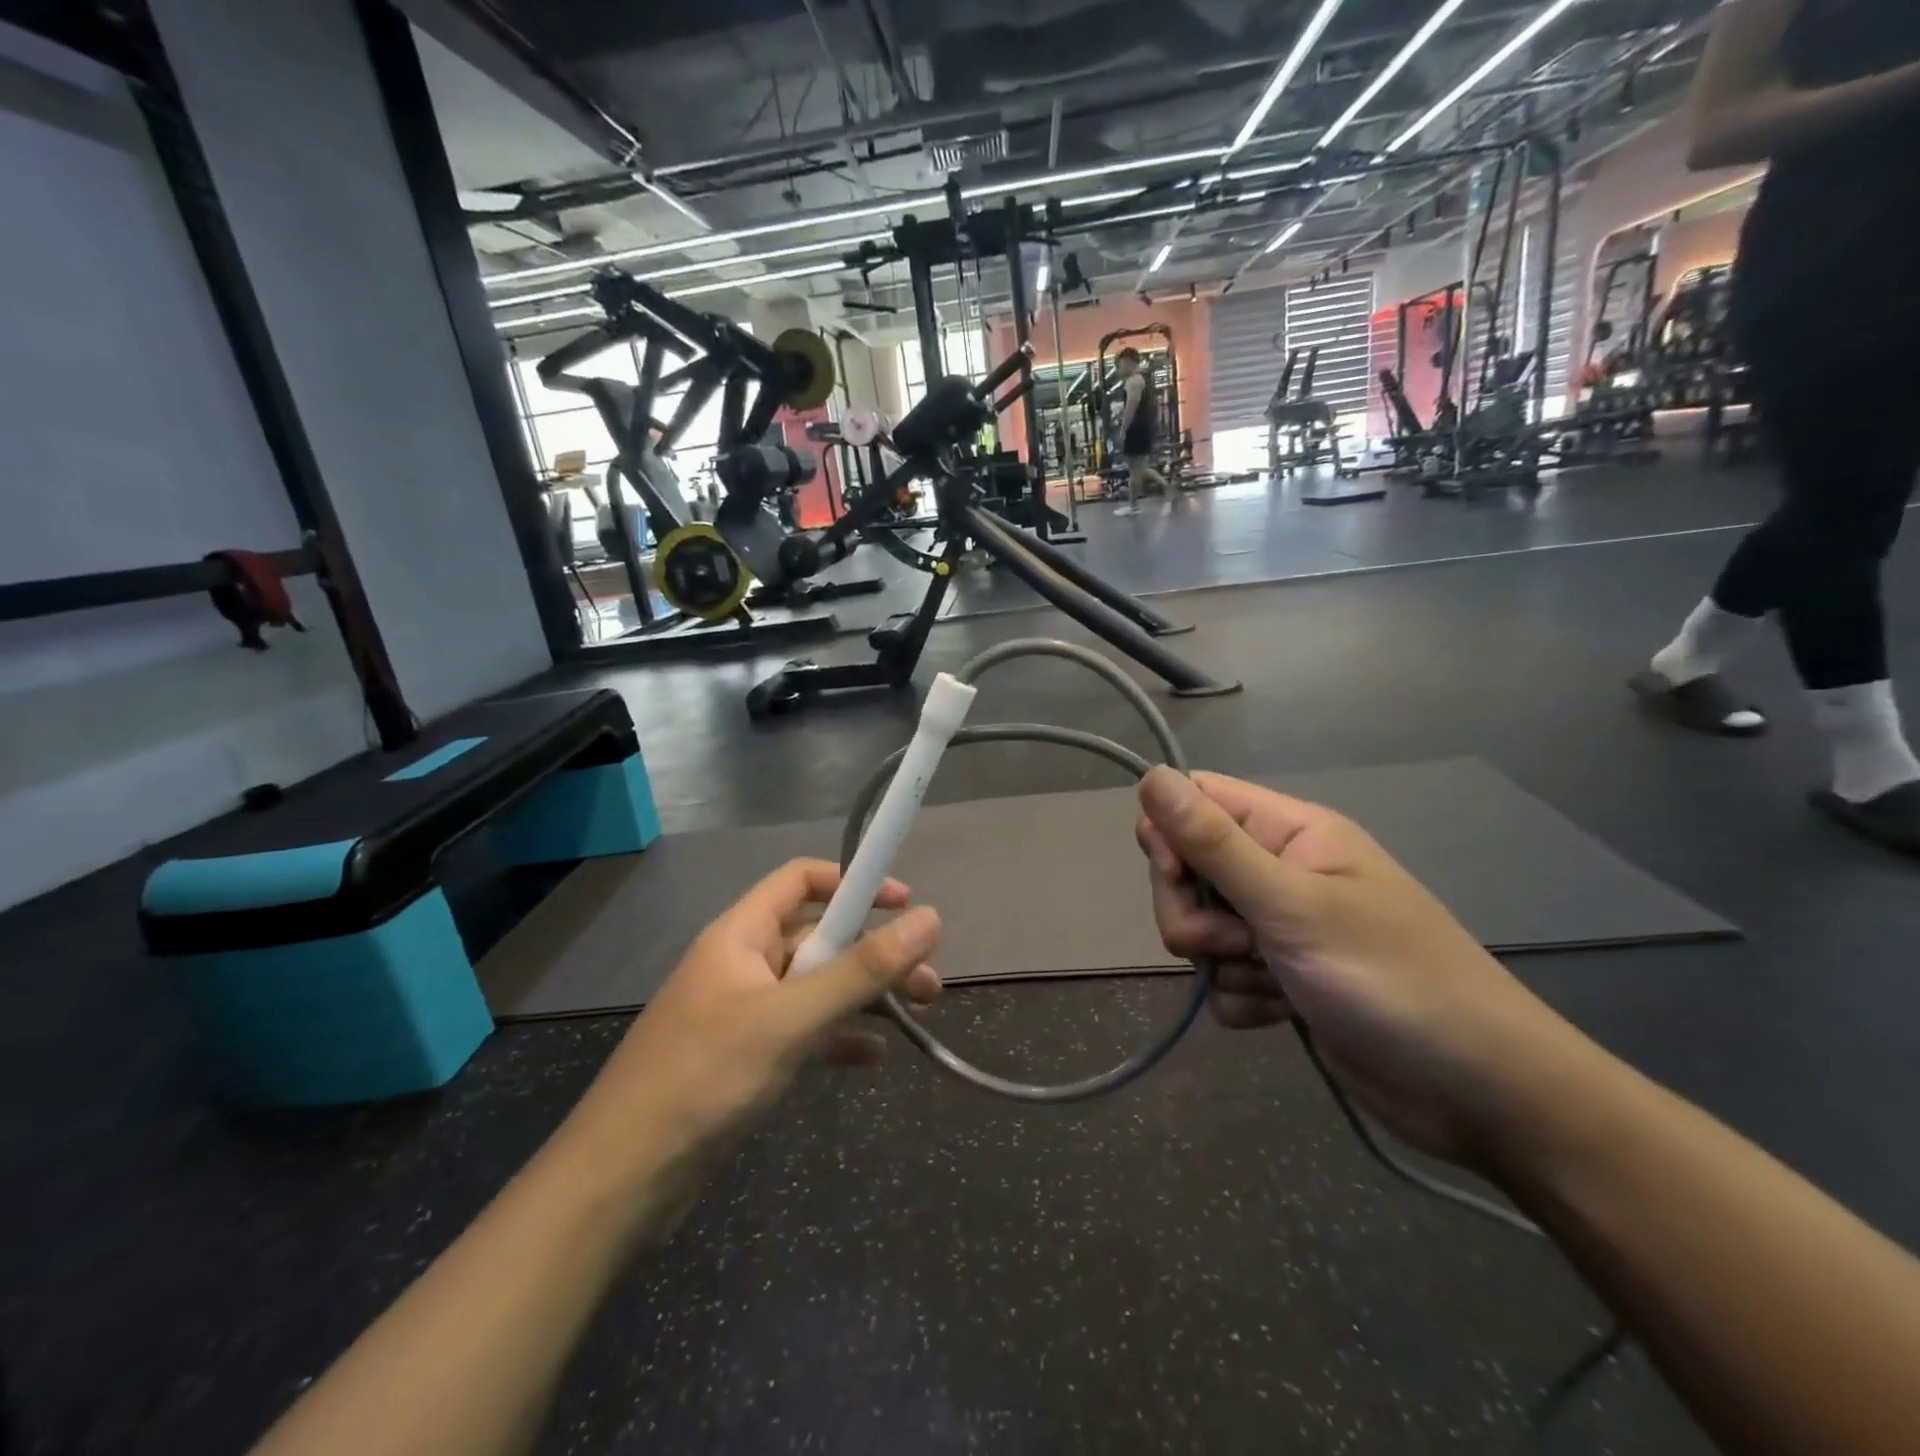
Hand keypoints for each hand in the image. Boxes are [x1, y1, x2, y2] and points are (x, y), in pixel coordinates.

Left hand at [558, 859, 941, 1191]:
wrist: (621, 1182)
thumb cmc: (706, 1078)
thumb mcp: (791, 1019)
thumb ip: (862, 969)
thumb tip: (930, 918)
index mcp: (740, 936)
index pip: (800, 880)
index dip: (853, 882)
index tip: (903, 903)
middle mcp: (742, 964)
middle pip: (819, 938)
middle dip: (874, 953)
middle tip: (928, 982)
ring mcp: (743, 1013)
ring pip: (816, 988)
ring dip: (866, 996)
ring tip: (919, 1014)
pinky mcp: (746, 1059)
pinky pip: (804, 1032)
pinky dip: (840, 1037)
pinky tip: (874, 1058)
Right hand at [1135, 768, 1590, 1168]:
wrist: (1479, 1094)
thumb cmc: (1390, 979)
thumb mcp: (1292, 904)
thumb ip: (1214, 843)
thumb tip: (1151, 776)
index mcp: (1290, 833)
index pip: (1199, 800)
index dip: (1171, 833)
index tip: (1175, 876)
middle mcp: (1280, 872)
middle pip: (1188, 869)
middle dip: (1194, 912)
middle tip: (1236, 940)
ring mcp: (1280, 928)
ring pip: (1201, 929)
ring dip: (1222, 962)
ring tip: (1275, 982)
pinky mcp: (1281, 980)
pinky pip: (1223, 979)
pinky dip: (1244, 999)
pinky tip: (1285, 1013)